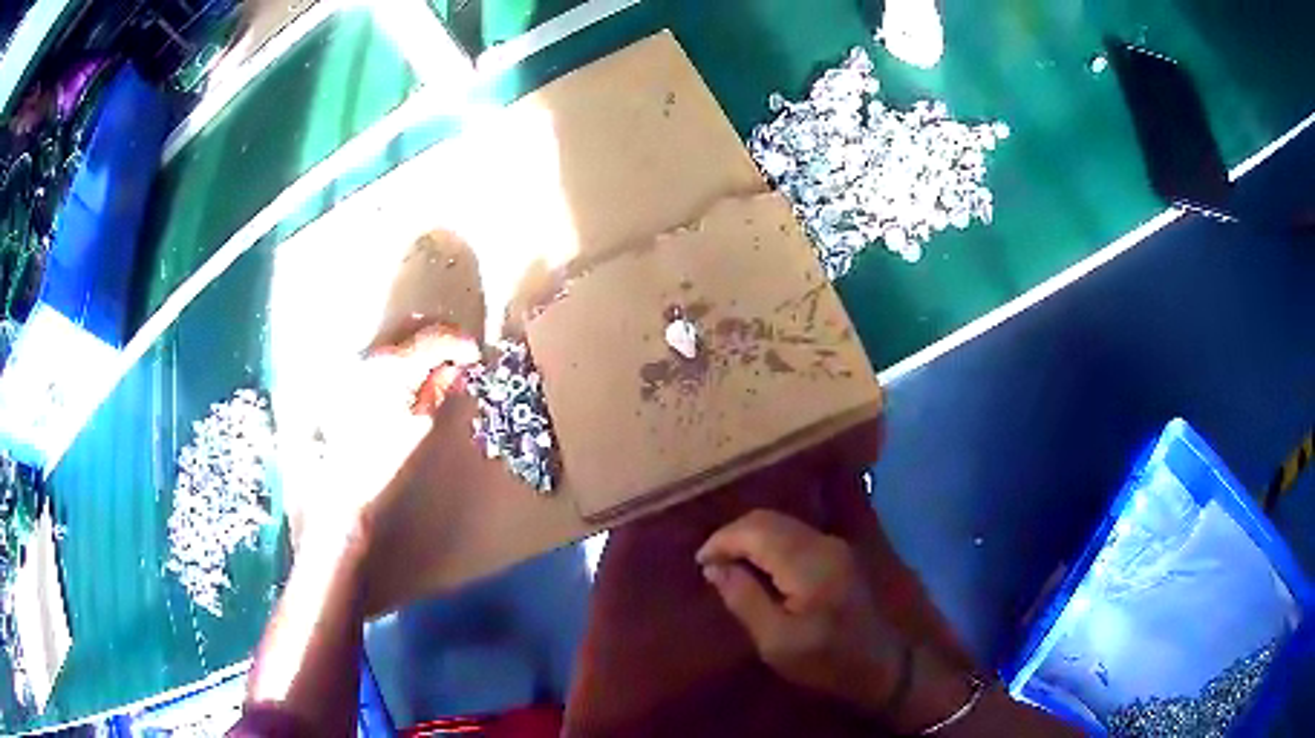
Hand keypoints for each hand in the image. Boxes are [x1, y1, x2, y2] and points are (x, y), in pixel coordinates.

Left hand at [289, 323, 478, 551]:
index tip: (476, 355)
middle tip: (460, 354)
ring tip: (437, 362)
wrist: (339, 480)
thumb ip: (436, 389)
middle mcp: (372, 352)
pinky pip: (382, 348)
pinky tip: (412, 372)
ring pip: (396, 332)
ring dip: (421, 339)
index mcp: (393, 365)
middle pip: (413, 322)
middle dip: (441, 332)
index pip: (435, 336)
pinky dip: (403, 350)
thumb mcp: (418, 426)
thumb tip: (454, 368)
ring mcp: (357, 359)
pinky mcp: (349, 371)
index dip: (460, 341)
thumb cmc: (380, 459)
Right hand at [696, 509, 910, 714]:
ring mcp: (834, 545)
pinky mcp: (838, 553)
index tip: (699, 563)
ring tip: (727, 564)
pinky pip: (794, 534)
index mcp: (807, 563)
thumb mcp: (775, 641)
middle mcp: (823, 543)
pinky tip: (757, 565)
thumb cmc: (825, 660)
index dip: (721, 541)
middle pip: (768, 519)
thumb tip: (714, 568)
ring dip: (751, 537)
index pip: (755, 531)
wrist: (881, 663)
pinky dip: (768, 542)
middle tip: (710, 563)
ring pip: (781, 523)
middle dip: (734, 535)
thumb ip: (744, 599)